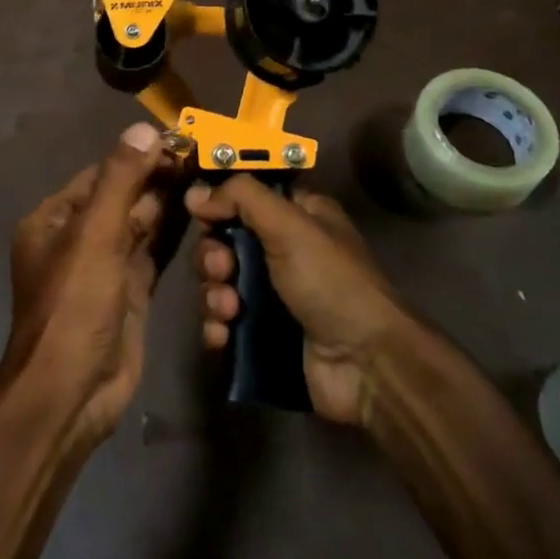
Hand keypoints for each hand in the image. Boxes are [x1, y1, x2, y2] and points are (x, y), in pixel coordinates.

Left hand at [0, 121, 179, 446]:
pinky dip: (174, 233)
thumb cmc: (74, 305)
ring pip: (141, 224)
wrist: (72, 392)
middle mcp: (78, 238)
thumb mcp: (94, 235)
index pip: (102, 174)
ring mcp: (105, 266)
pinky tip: (202, 213)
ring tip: (208, 175)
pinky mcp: (130, 292)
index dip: (139, 156)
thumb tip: (145, 128)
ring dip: (169, 202)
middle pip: (123, 197)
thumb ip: (121, 180)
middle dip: (158, 177)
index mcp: (55, 219)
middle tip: (204, 156)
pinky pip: (153, 252)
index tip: (180, 139)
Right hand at [189, 177, 413, 426]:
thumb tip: (194, 193)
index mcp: (297, 216)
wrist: (365, 365)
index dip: (220, 205)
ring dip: (213, 295)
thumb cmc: (331, 282)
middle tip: (223, 270)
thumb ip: (241, 197)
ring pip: (219, 283)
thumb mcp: (290, 225)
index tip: (204, 215)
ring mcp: (272, 295)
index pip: (245, 197)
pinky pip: (223, 322)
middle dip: (213, 257)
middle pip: (224, 241)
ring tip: (230, 310)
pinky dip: (217, 327)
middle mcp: (283, 251)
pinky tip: (223, 336)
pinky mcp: (262, 334)